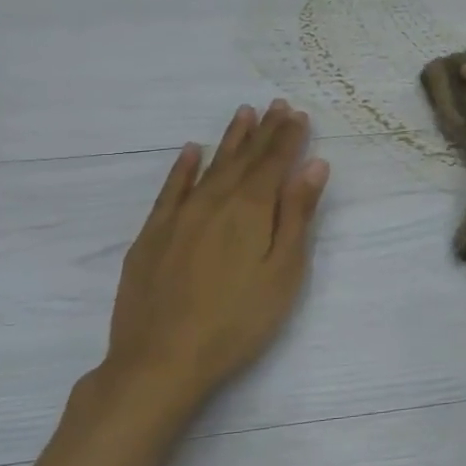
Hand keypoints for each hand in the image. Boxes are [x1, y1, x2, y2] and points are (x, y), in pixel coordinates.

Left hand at [89, 101, 328, 427]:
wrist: (161, 360)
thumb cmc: (239, 320)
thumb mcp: (284, 270)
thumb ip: (297, 215)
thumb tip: (314, 165)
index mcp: (250, 210)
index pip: (274, 163)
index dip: (288, 138)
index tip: (298, 114)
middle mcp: (213, 202)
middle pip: (243, 159)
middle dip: (263, 131)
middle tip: (276, 105)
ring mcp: (178, 217)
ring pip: (209, 167)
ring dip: (229, 139)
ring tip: (243, 114)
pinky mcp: (151, 236)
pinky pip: (170, 190)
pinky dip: (183, 168)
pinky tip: (191, 152)